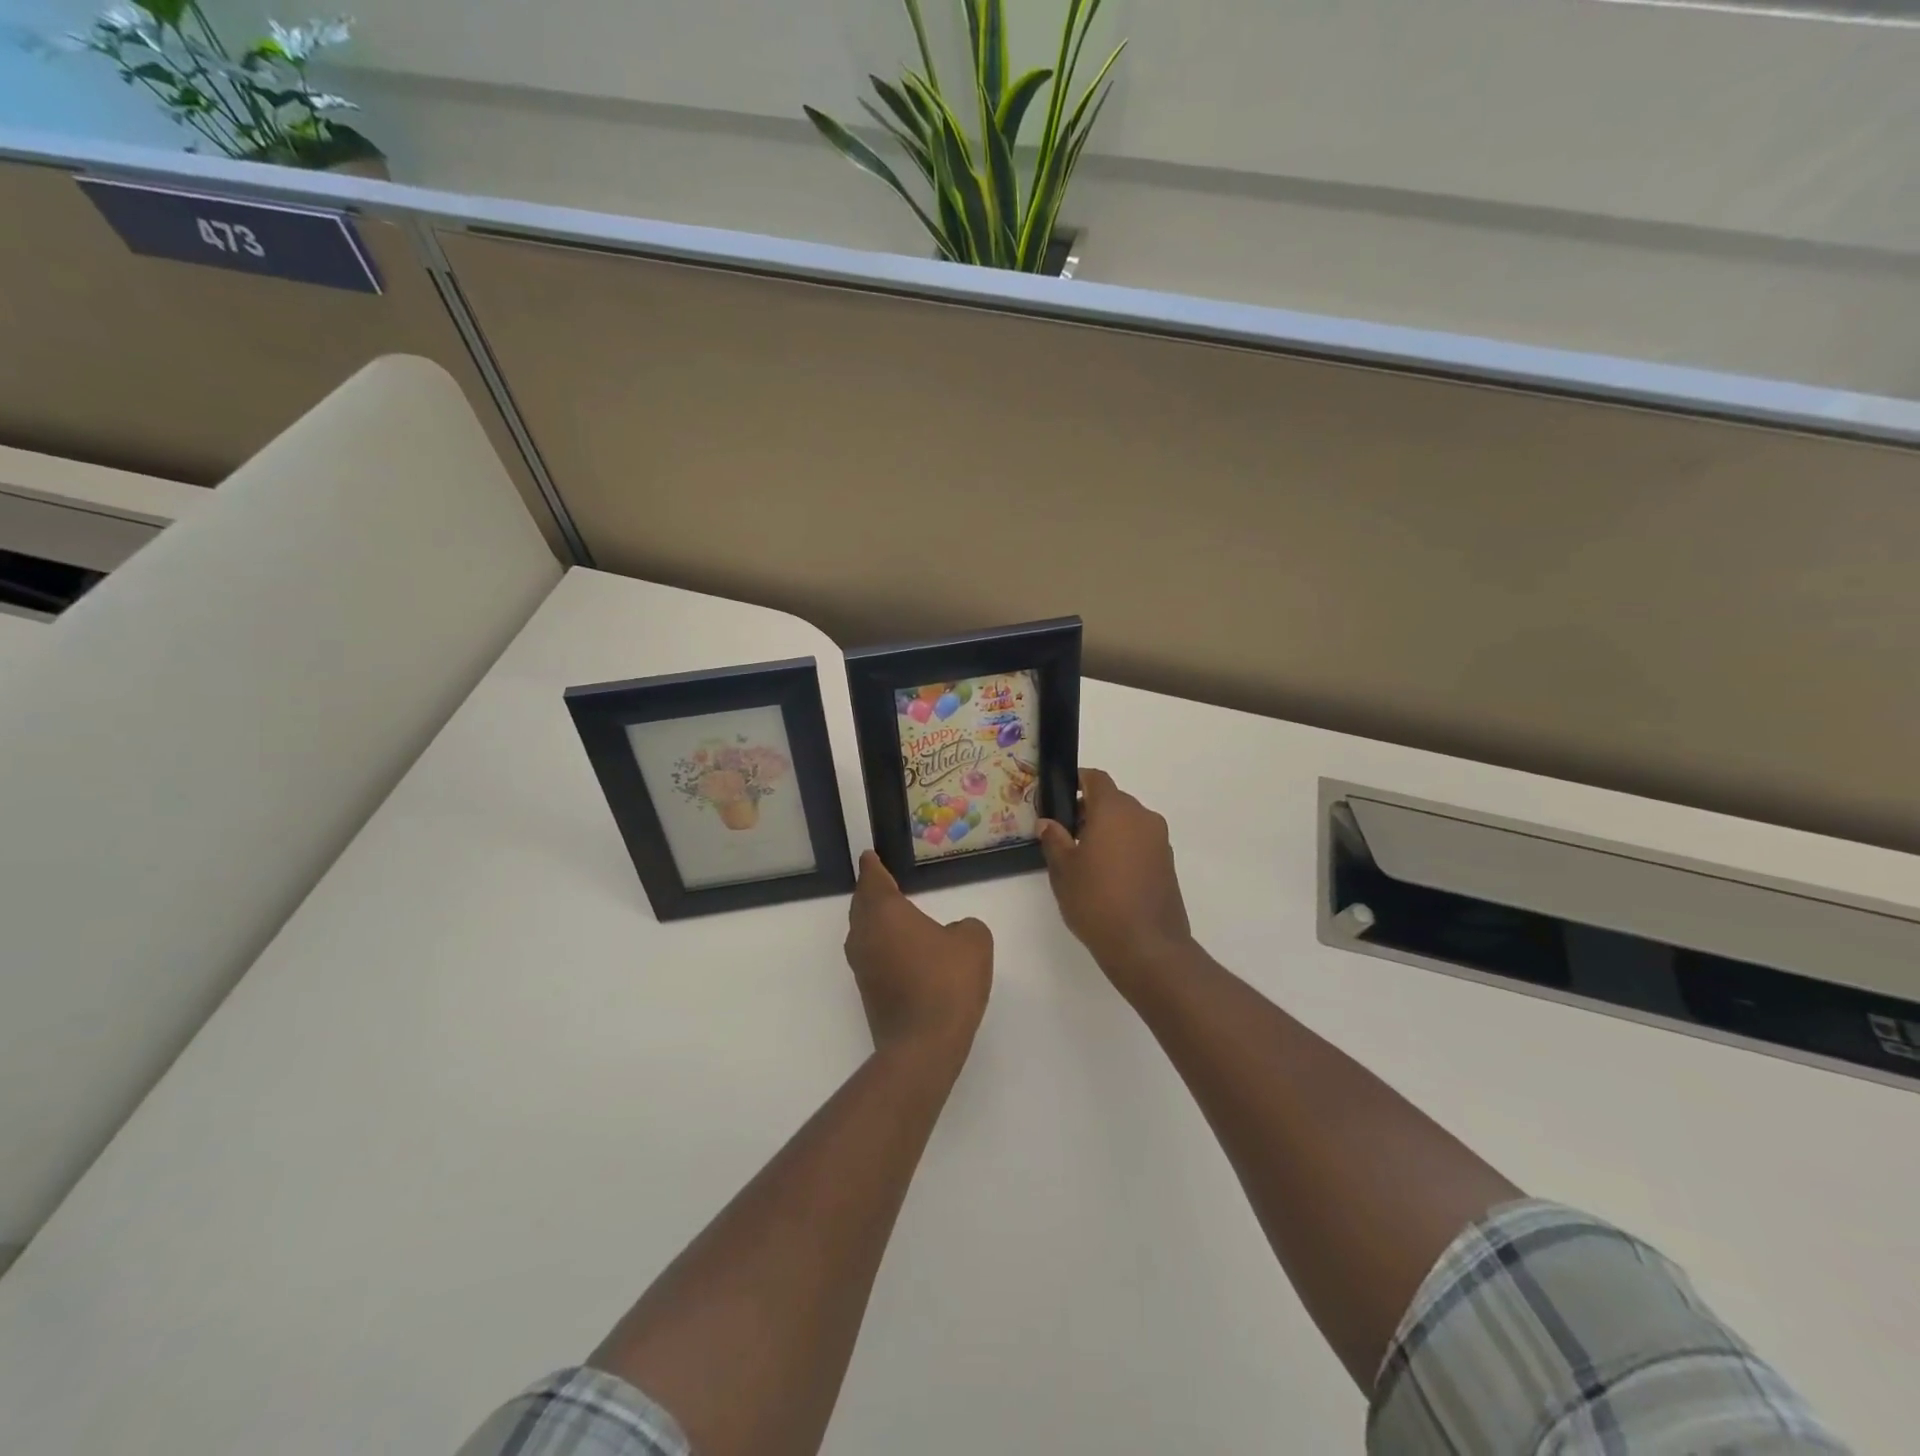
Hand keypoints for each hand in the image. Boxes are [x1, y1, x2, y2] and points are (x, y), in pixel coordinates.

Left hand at [844, 851, 992, 1063]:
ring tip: (892, 913)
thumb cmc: (947, 982)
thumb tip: (953, 933)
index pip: (873, 880)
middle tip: (881, 880)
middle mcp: (865, 935)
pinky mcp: (867, 992)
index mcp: (885, 913)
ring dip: (874, 919)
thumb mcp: (973, 942)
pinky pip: (871, 955)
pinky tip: (900, 950)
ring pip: (863, 931)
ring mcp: (862, 966)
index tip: (870, 856)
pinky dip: (881, 944)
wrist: (924, 1044)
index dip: (873, 866)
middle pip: (862, 905)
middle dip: (871, 892)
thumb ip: (965, 927)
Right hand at [1038, 768, 1193, 993]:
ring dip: (1108, 830)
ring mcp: (1159, 840)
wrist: (1147, 945)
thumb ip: (1054, 840)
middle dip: (1089, 810)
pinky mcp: (1168, 863)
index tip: (1060, 796)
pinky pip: (1140, 842)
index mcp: (1114, 810)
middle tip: (1066, 834)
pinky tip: (1108, 875)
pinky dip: (1124, 848)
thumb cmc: (1096, 900)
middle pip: (1113, 800)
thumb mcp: (1063, 870)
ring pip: (1128, 822)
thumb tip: (1048, 823)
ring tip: (1085, 859)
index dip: (1077, 781)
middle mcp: (1142, 816)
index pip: (1096, 779)